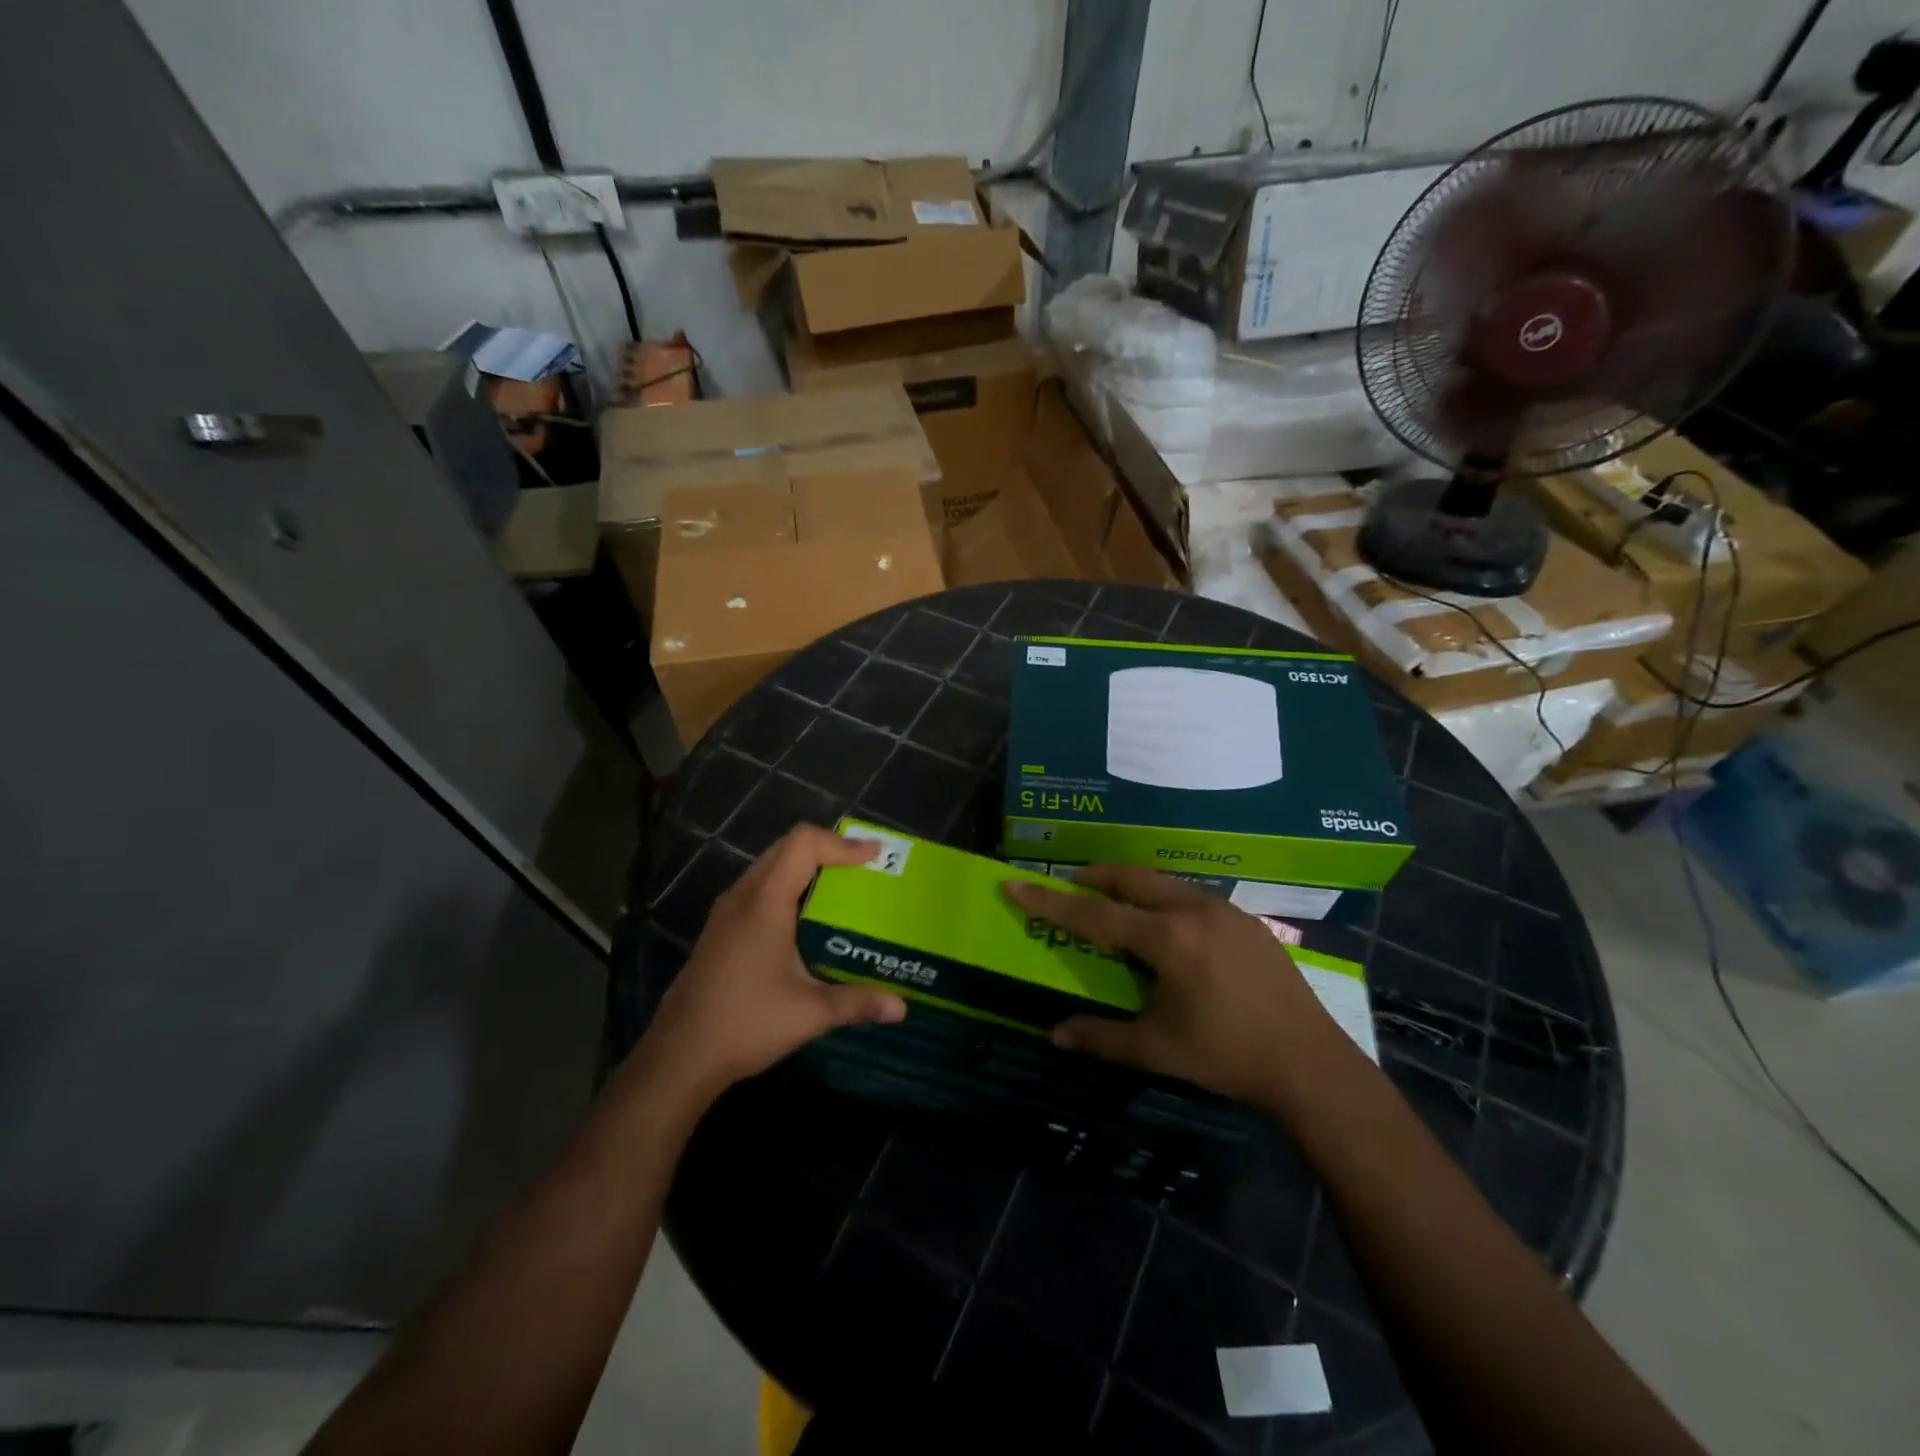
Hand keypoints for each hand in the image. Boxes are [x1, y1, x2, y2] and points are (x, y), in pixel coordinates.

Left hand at [637, 825, 905, 1104]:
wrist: (677, 1058)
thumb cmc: (745, 1024)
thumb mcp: (810, 1014)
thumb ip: (857, 1002)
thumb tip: (902, 1007)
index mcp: (764, 902)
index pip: (803, 845)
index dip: (842, 843)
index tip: (875, 856)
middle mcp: (742, 896)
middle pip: (786, 848)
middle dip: (827, 850)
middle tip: (863, 869)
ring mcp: (726, 913)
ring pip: (769, 867)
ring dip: (805, 868)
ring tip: (841, 889)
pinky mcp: (719, 930)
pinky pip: (758, 889)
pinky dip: (787, 887)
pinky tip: (805, 921)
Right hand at [1004, 866, 1334, 1103]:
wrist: (1310, 1062)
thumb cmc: (1227, 1055)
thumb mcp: (1158, 1050)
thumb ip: (1102, 1038)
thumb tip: (1054, 1035)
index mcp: (1167, 939)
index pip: (1094, 915)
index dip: (1050, 901)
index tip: (1015, 883)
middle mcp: (1193, 910)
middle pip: (1131, 879)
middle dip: (1094, 877)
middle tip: (1069, 883)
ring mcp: (1224, 910)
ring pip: (1164, 882)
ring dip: (1131, 884)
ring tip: (1112, 899)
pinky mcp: (1246, 920)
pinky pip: (1190, 896)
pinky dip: (1163, 898)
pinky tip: (1165, 922)